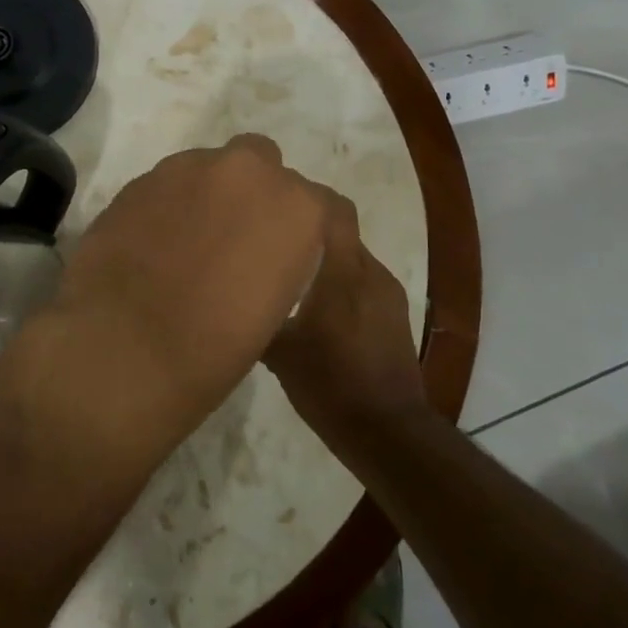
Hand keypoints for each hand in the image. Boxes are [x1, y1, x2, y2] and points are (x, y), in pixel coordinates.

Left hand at [20, 134, 329, 469]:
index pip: (321, 203)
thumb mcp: (273, 310)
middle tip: (235, 237)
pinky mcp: (142, 177)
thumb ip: (277, 261)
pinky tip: (154, 241)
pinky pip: (170, 182)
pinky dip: (170, 204)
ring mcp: (189, 167)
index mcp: (296, 208)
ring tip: (188, 241)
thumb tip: (258, 256)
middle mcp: (248, 172)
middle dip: (253, 190)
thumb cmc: (213, 349)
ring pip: (212, 166)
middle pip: (264, 161)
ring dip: (209, 193)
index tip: (286, 256)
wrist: (123, 346)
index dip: (303, 229)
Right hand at [265, 189, 428, 458]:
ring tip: (293, 278)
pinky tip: (319, 311)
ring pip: (352, 260)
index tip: (279, 199)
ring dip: (326, 262)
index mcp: (345, 271)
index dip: (310, 196)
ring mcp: (389, 294)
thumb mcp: (281, 354)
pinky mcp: (395, 316)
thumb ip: (260, 317)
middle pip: (341, 233)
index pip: (336, 209)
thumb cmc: (330, 384)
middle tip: (275, 243)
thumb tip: (232, 299)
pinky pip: (363, 285)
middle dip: (310, 233)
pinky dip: (341, 285)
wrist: (388, 431)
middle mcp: (372, 272)